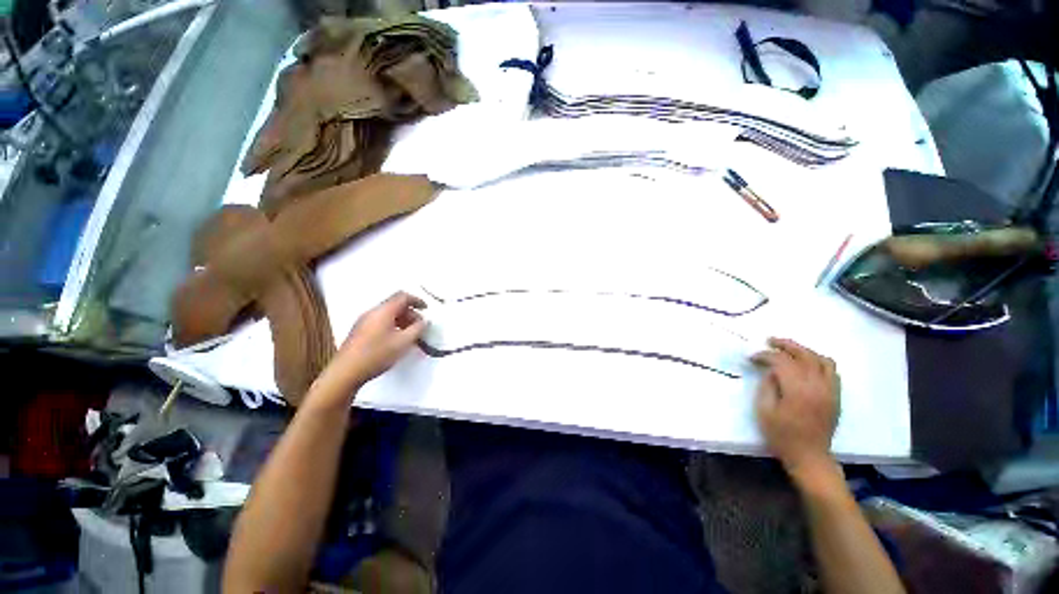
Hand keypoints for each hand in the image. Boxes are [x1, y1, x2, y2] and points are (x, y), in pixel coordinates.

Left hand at [325, 292, 426, 393]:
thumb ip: (417, 329)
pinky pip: (380, 321)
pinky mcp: (360, 331)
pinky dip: (392, 325)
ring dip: (402, 320)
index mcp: (383, 311)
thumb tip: (424, 321)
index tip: (426, 309)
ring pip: (387, 314)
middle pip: (395, 305)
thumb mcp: (403, 342)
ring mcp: (364, 321)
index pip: (402, 296)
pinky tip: (396, 339)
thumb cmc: (377, 354)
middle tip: (419, 326)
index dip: (416, 300)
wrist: (346, 372)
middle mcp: (373, 312)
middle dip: (410, 313)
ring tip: (410, 334)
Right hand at [751, 338, 840, 480]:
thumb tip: (770, 371)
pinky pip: (831, 371)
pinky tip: (806, 365)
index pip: (781, 362)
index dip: (764, 355)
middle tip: (769, 341)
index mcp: (797, 390)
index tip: (752, 358)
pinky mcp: (836, 396)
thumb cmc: (782, 435)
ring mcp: (830, 390)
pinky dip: (818, 362)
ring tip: (789, 350)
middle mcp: (817, 386)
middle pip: (804, 354)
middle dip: (785, 345)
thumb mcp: (764, 411)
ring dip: (804, 350)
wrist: (809, 456)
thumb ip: (767, 386)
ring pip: (821, 359)